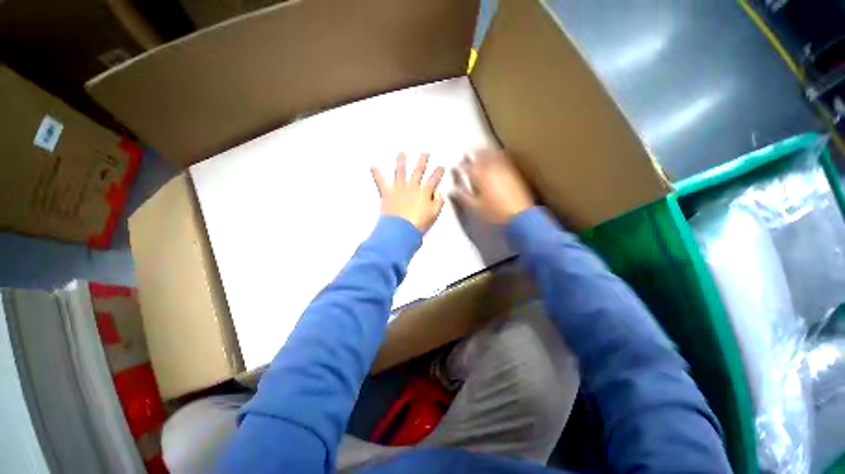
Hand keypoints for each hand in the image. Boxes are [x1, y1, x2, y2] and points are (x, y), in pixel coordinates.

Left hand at [371, 153, 445, 232]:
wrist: (401, 230)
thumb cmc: (418, 224)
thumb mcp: (434, 214)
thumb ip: (438, 202)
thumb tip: (439, 193)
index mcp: (425, 192)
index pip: (434, 179)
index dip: (438, 173)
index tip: (441, 167)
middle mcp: (412, 187)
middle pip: (418, 171)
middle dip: (422, 161)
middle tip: (425, 153)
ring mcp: (399, 188)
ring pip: (401, 171)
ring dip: (401, 161)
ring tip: (401, 153)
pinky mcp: (388, 193)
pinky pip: (381, 182)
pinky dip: (377, 174)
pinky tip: (373, 166)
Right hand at [453, 149, 533, 223]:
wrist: (520, 216)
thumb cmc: (495, 213)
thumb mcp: (475, 207)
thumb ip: (463, 197)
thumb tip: (453, 191)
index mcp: (481, 176)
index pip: (467, 168)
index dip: (461, 168)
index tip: (457, 168)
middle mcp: (493, 169)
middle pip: (481, 157)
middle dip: (473, 154)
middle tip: (468, 153)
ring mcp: (505, 170)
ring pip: (493, 156)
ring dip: (486, 152)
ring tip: (481, 151)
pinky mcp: (514, 173)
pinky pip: (504, 159)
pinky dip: (498, 155)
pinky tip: (498, 156)